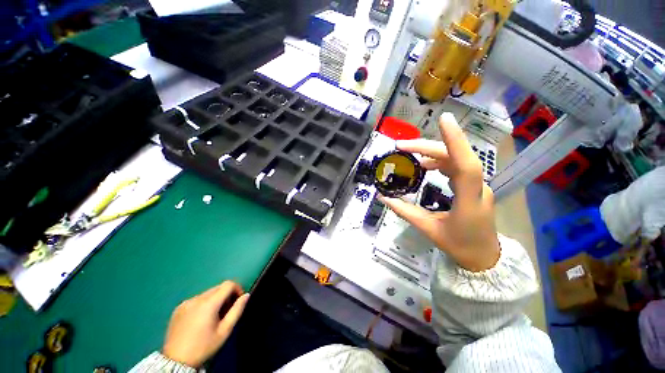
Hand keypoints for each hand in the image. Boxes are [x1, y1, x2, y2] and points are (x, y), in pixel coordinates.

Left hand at [163, 281, 249, 367]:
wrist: (176, 361)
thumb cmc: (204, 346)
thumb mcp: (224, 331)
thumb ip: (237, 310)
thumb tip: (246, 295)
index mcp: (209, 303)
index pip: (228, 284)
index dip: (237, 289)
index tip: (238, 301)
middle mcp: (197, 298)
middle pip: (218, 287)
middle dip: (226, 295)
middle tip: (227, 310)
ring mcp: (186, 302)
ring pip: (207, 293)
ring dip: (215, 299)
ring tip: (213, 316)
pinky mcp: (178, 308)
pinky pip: (196, 299)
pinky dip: (203, 304)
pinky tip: (200, 319)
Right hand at [380, 113, 499, 271]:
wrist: (484, 257)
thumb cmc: (458, 245)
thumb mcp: (428, 229)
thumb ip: (404, 211)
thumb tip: (383, 197)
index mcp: (468, 201)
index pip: (466, 165)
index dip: (455, 141)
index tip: (443, 120)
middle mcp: (477, 188)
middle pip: (457, 157)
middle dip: (429, 147)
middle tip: (402, 146)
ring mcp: (478, 185)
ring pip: (458, 159)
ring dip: (434, 152)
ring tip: (411, 155)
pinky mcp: (474, 186)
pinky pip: (458, 166)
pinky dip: (440, 161)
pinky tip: (426, 165)